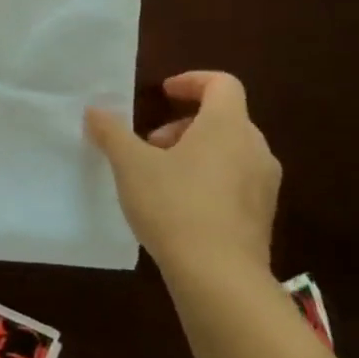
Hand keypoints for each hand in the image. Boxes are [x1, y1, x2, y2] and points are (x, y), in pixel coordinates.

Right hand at [86, 71, 280, 279]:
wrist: (219, 276)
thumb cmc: (174, 205)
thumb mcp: (130, 164)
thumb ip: (111, 132)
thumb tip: (95, 111)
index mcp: (227, 127)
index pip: (223, 84)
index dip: (191, 81)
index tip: (162, 94)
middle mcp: (254, 149)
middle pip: (224, 118)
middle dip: (183, 124)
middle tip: (149, 144)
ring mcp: (264, 184)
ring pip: (229, 150)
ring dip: (194, 151)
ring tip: (159, 176)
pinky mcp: (262, 214)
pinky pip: (236, 179)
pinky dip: (208, 178)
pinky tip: (178, 205)